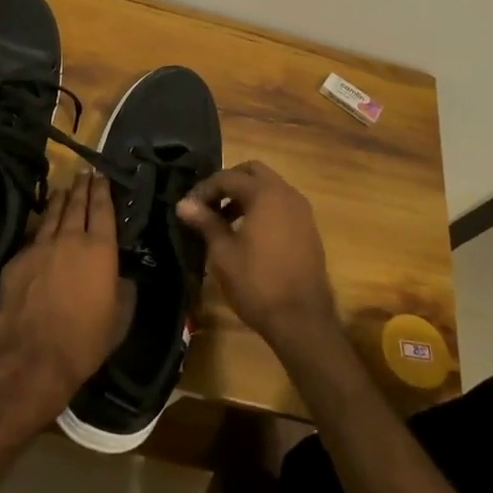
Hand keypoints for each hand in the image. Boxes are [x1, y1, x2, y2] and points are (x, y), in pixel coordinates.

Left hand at [0, 174, 120, 427]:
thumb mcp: (119, 317)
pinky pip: (31, 237)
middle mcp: (69, 239)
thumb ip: (122, 288)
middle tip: (84, 174)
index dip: (102, 190)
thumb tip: (120, 275)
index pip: (102, 209)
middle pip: (76, 205)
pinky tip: (40, 227)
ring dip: (59, 200)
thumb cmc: (86, 341)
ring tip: (64, 190)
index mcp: (100, 249)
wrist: (33, 358)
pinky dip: (39, 227)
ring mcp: (39, 247)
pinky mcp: (16, 261)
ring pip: (51, 215)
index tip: (101, 175)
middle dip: (82, 187)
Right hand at [177, 161, 339, 354]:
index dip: (204, 189)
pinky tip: (247, 233)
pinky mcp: (308, 229)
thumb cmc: (257, 284)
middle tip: (208, 205)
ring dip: (245, 195)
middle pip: (253, 172)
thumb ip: (206, 222)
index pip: (228, 177)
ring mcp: (302, 211)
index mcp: (265, 194)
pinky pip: (281, 205)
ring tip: (223, 220)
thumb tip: (184, 204)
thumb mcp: (223, 253)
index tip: (188, 207)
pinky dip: (262, 208)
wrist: (302, 320)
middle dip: (228, 183)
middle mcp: (287, 194)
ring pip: (269, 188)